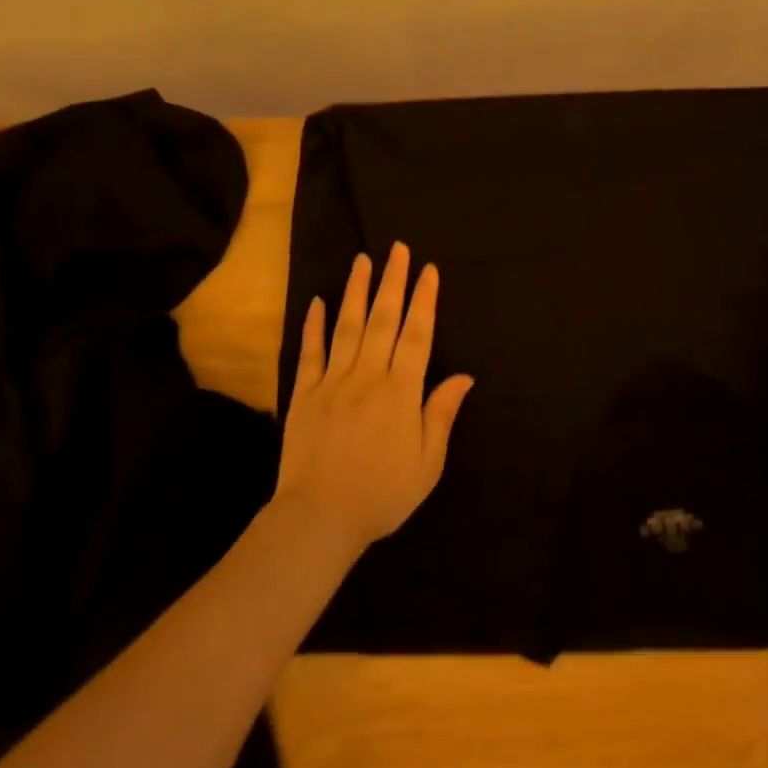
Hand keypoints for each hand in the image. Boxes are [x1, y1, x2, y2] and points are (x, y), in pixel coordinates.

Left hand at [276, 243, 473, 555]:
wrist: (319, 518)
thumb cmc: (382, 494)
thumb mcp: (428, 463)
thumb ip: (441, 414)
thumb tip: (464, 376)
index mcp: (401, 392)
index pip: (417, 335)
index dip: (424, 300)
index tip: (429, 270)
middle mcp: (368, 376)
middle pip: (383, 320)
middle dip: (392, 282)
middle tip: (397, 249)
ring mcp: (332, 382)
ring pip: (346, 327)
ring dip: (356, 291)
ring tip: (362, 260)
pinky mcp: (304, 395)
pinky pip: (310, 353)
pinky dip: (314, 326)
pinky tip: (319, 302)